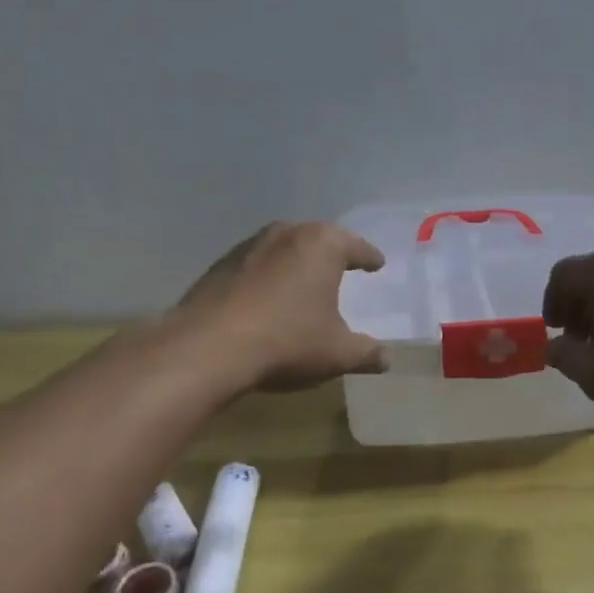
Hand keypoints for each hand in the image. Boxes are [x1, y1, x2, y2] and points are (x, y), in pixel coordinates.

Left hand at [174, 221, 389, 390]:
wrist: (207, 349)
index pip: (356, 247)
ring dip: (295, 263)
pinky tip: (267, 299)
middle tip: (343, 267)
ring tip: (304, 282)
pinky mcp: (219, 265)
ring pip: (283, 248)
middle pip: (318, 239)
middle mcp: (286, 234)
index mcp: (322, 245)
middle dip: (331, 253)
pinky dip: (267, 277)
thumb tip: (385, 358)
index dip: (369, 257)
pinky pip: (255, 266)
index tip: (376, 264)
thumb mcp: (338, 353)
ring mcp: (248, 246)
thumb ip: (366, 353)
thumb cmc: (286, 341)